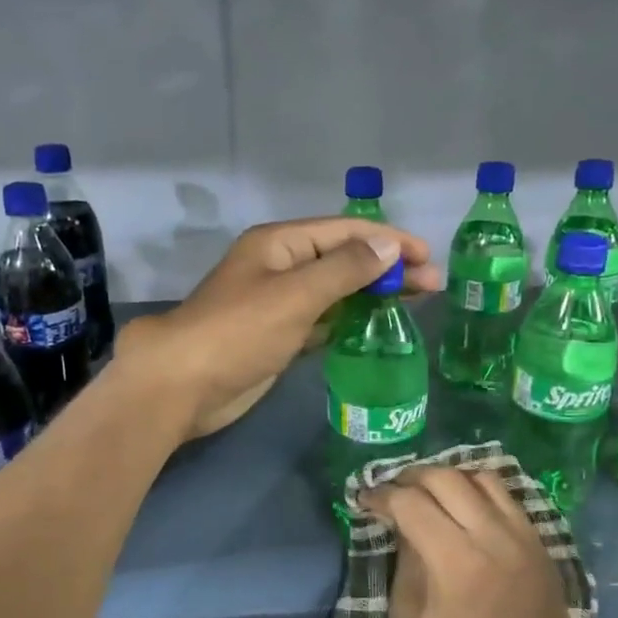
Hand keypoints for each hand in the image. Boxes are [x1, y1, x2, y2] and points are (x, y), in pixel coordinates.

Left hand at [115, 216, 440, 439]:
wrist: (183, 385)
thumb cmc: (238, 331)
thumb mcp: (295, 294)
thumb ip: (344, 269)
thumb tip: (387, 244)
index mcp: (281, 244)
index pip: (346, 231)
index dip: (389, 240)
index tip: (429, 257)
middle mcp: (282, 266)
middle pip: (345, 259)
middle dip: (388, 268)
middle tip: (433, 286)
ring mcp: (281, 303)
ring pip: (337, 291)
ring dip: (374, 294)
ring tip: (417, 303)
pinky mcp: (281, 336)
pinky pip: (325, 320)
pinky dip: (351, 320)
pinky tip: (379, 327)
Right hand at [359, 467, 588, 617]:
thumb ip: (404, 562)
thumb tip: (400, 524)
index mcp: (454, 562)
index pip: (410, 502)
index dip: (381, 495)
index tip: (365, 499)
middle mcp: (493, 537)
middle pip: (446, 477)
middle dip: (411, 477)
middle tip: (393, 491)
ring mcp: (524, 537)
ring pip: (482, 477)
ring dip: (449, 478)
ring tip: (429, 492)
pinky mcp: (542, 545)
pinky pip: (508, 499)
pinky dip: (480, 492)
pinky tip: (464, 508)